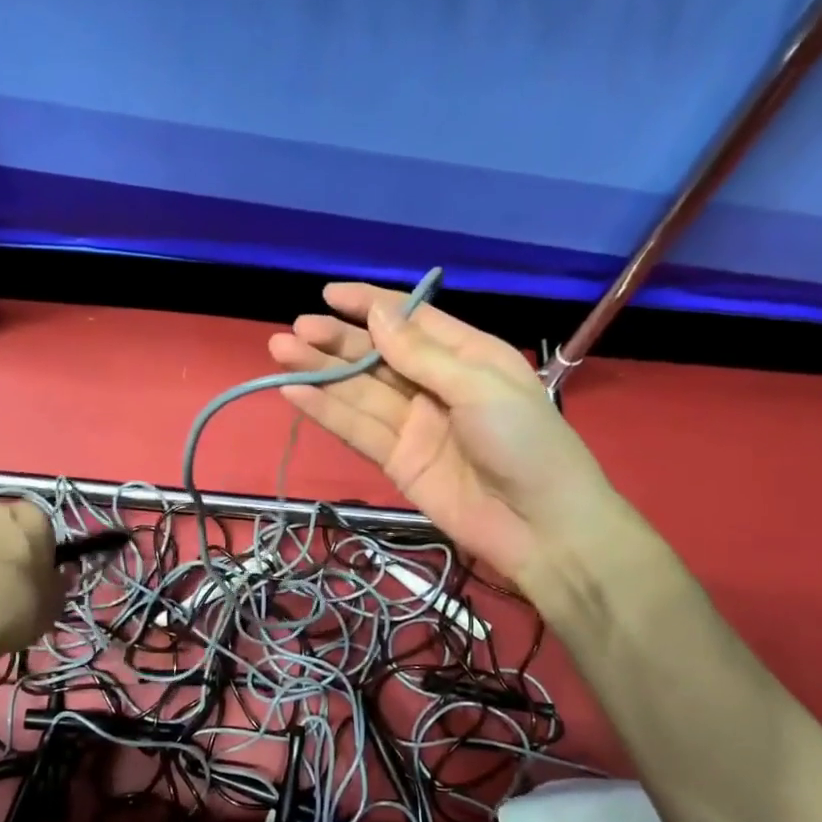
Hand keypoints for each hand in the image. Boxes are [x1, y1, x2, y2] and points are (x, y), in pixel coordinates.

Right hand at [268, 283, 617, 591]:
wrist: (541, 526)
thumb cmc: (525, 442)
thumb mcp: (479, 386)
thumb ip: (422, 355)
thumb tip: (378, 313)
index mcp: (467, 356)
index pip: (411, 321)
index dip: (370, 305)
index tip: (329, 294)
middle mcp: (436, 385)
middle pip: (378, 357)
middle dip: (336, 341)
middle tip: (293, 330)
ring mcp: (414, 425)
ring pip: (360, 392)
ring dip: (321, 373)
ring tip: (280, 351)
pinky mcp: (398, 462)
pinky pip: (358, 431)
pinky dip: (327, 412)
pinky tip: (295, 393)